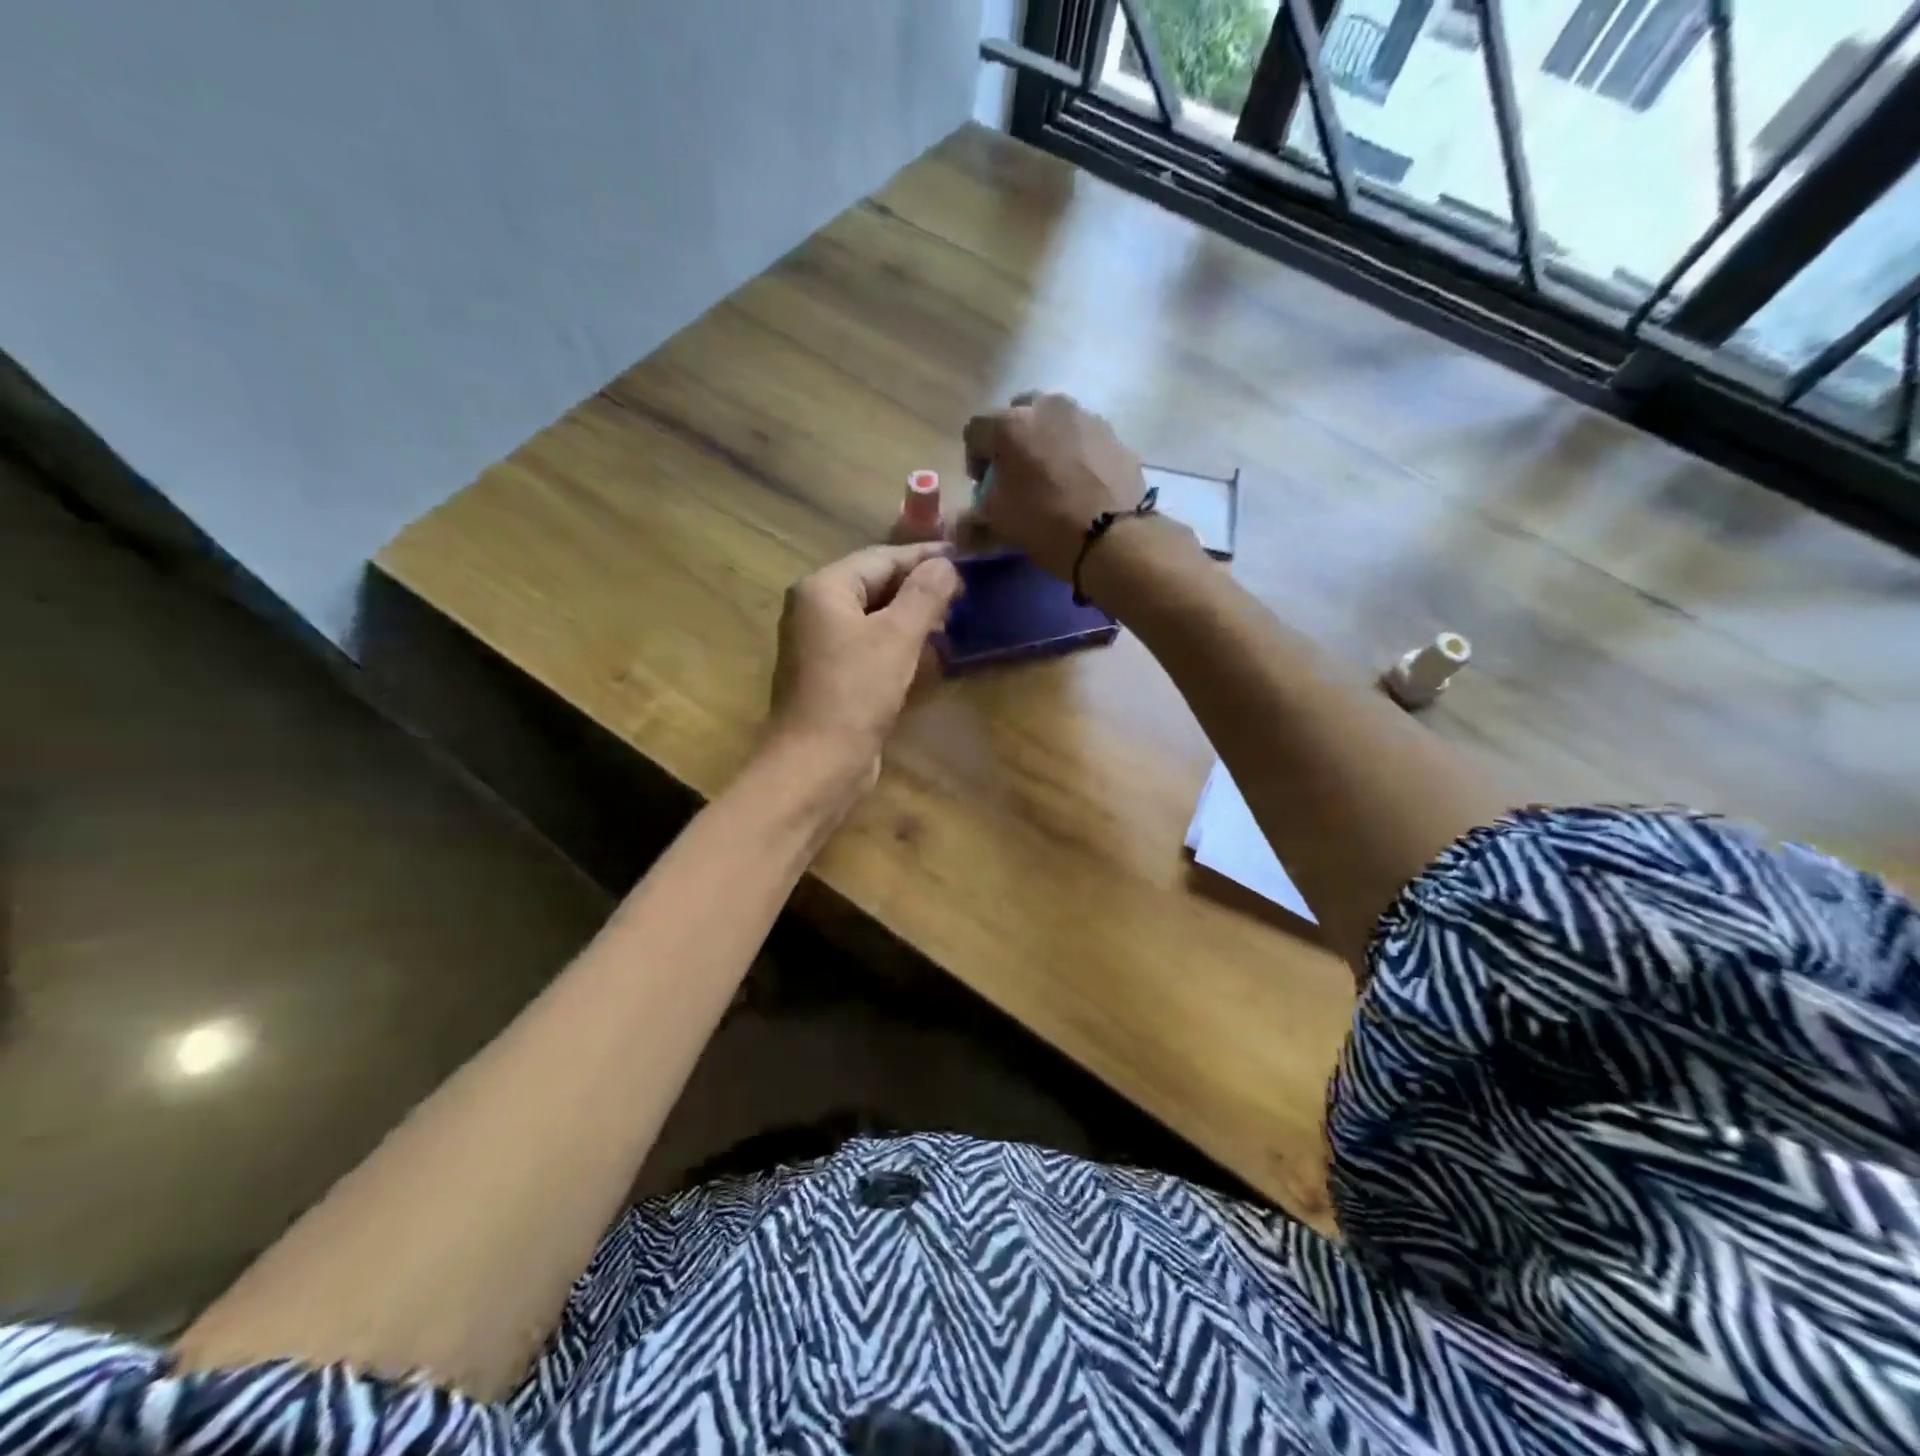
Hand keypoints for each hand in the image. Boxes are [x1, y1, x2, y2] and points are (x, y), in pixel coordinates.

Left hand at [767, 541, 961, 795]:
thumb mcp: (897, 636)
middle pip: (876, 586)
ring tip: (953, 621)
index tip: (964, 559)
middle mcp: (815, 610)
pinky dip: (899, 646)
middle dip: (920, 589)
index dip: (925, 557)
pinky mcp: (831, 676)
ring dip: (913, 619)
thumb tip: (946, 564)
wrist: (818, 762)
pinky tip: (929, 655)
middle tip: (964, 594)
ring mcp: (820, 645)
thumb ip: (924, 594)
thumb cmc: (856, 692)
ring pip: (874, 619)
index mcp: (823, 589)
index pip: (881, 559)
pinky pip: (870, 648)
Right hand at [961, 392, 1148, 578]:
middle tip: (1017, 473)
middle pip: (1018, 414)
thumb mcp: (998, 522)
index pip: (975, 429)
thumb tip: (961, 526)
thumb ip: (974, 514)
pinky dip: (1076, 452)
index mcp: (1010, 425)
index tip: (983, 484)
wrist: (1112, 536)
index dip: (974, 458)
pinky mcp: (1113, 434)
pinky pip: (1083, 437)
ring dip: (1045, 441)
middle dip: (1012, 440)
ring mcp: (1085, 416)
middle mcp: (1047, 407)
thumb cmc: (1045, 523)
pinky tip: (1081, 482)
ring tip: (1053, 476)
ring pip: (1054, 421)